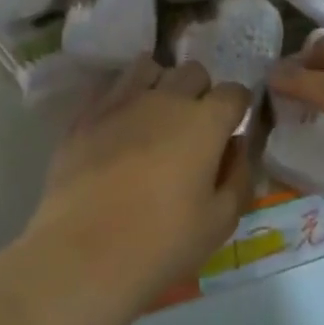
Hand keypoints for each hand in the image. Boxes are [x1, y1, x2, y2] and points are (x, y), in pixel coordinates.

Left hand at [23, 58, 253, 304]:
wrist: (84, 256)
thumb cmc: (163, 243)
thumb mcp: (221, 221)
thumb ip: (239, 175)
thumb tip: (238, 145)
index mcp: (205, 122)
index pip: (234, 92)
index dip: (238, 109)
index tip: (232, 131)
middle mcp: (165, 99)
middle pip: (193, 72)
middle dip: (201, 92)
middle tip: (195, 129)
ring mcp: (120, 102)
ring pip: (149, 68)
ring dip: (161, 84)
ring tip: (156, 117)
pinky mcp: (84, 116)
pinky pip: (111, 86)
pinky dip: (123, 96)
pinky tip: (121, 125)